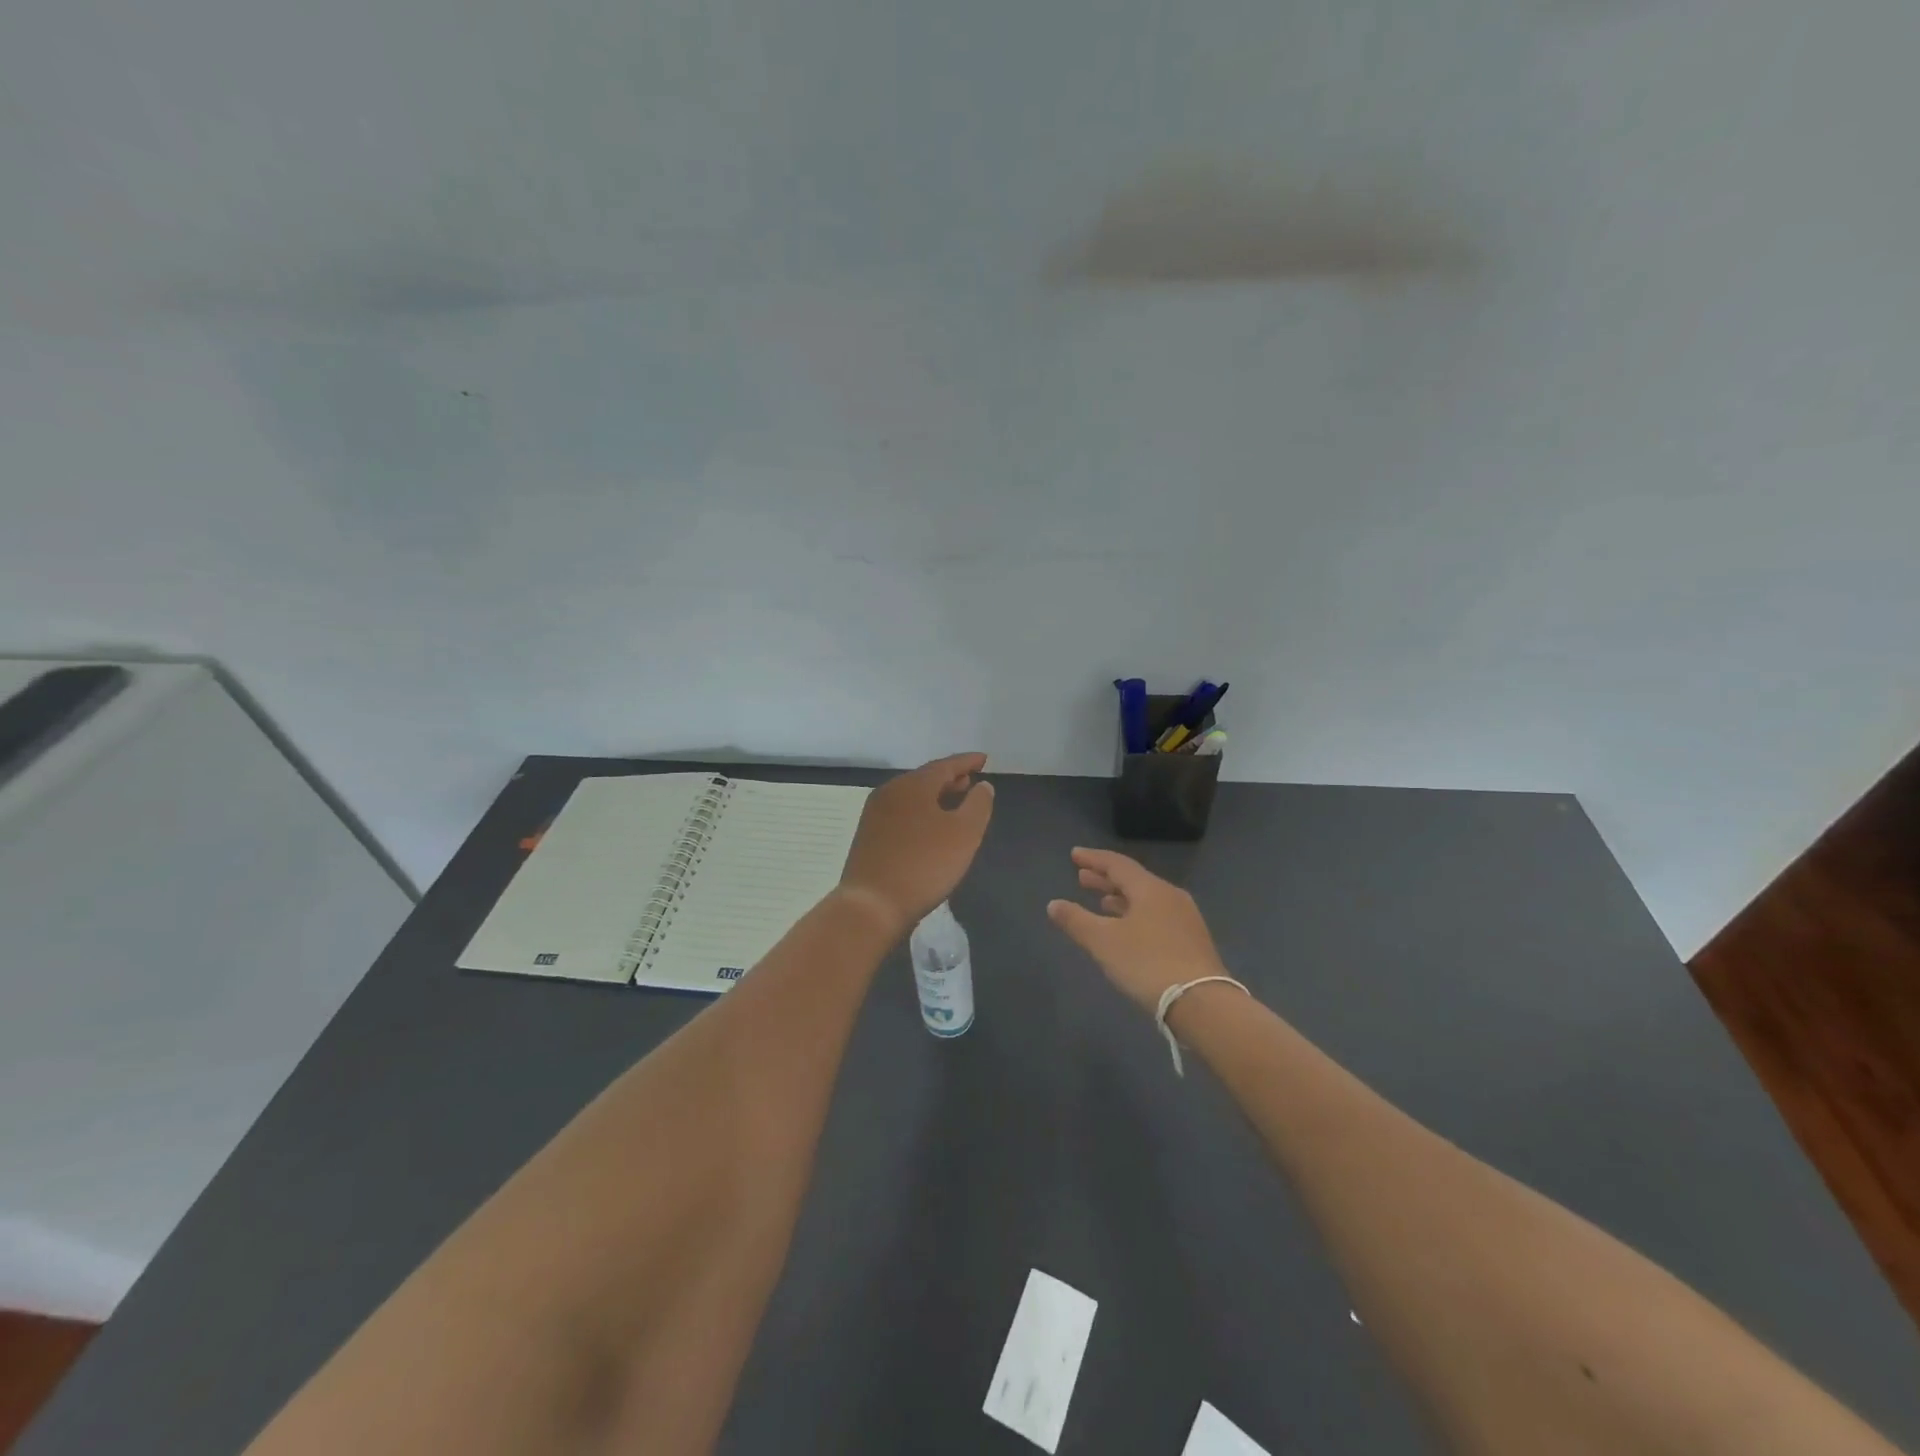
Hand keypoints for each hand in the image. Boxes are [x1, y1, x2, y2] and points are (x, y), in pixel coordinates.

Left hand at [837, 753, 994, 939]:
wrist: (872, 905)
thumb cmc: (924, 865)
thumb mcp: (964, 834)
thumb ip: (978, 805)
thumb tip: (983, 785)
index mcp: (913, 785)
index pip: (945, 765)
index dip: (967, 761)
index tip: (984, 759)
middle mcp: (890, 792)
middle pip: (925, 778)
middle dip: (949, 778)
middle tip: (970, 780)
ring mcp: (875, 814)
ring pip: (911, 795)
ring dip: (934, 795)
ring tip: (953, 801)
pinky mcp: (868, 836)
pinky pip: (901, 812)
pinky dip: (920, 811)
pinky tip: (929, 826)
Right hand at [1047, 847, 1228, 1013]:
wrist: (1202, 1003)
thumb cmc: (1147, 964)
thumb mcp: (1103, 942)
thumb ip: (1076, 920)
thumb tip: (1054, 904)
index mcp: (1150, 889)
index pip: (1117, 864)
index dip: (1093, 859)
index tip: (1074, 855)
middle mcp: (1170, 896)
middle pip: (1133, 880)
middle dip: (1105, 879)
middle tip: (1082, 878)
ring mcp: (1185, 919)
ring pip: (1146, 900)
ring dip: (1121, 899)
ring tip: (1101, 903)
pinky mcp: (1192, 941)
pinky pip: (1157, 916)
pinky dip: (1136, 915)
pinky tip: (1128, 930)